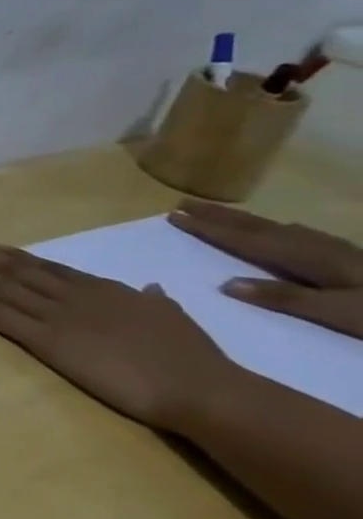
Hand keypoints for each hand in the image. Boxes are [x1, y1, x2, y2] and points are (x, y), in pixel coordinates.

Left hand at [0, 236, 242, 430]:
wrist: (198, 386)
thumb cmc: (194, 359)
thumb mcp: (174, 318)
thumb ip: (156, 301)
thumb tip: (153, 288)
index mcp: (102, 290)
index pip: (49, 268)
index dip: (17, 257)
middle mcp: (70, 295)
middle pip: (14, 269)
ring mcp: (52, 314)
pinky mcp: (41, 338)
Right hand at [169, 200, 362, 338]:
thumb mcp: (344, 315)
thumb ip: (287, 299)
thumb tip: (226, 283)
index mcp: (310, 261)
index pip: (248, 240)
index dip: (210, 228)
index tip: (173, 215)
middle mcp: (321, 250)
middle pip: (262, 229)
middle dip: (220, 217)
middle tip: (182, 204)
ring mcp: (342, 254)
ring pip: (282, 230)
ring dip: (246, 221)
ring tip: (218, 213)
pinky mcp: (356, 261)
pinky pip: (304, 237)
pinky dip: (281, 231)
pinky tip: (285, 231)